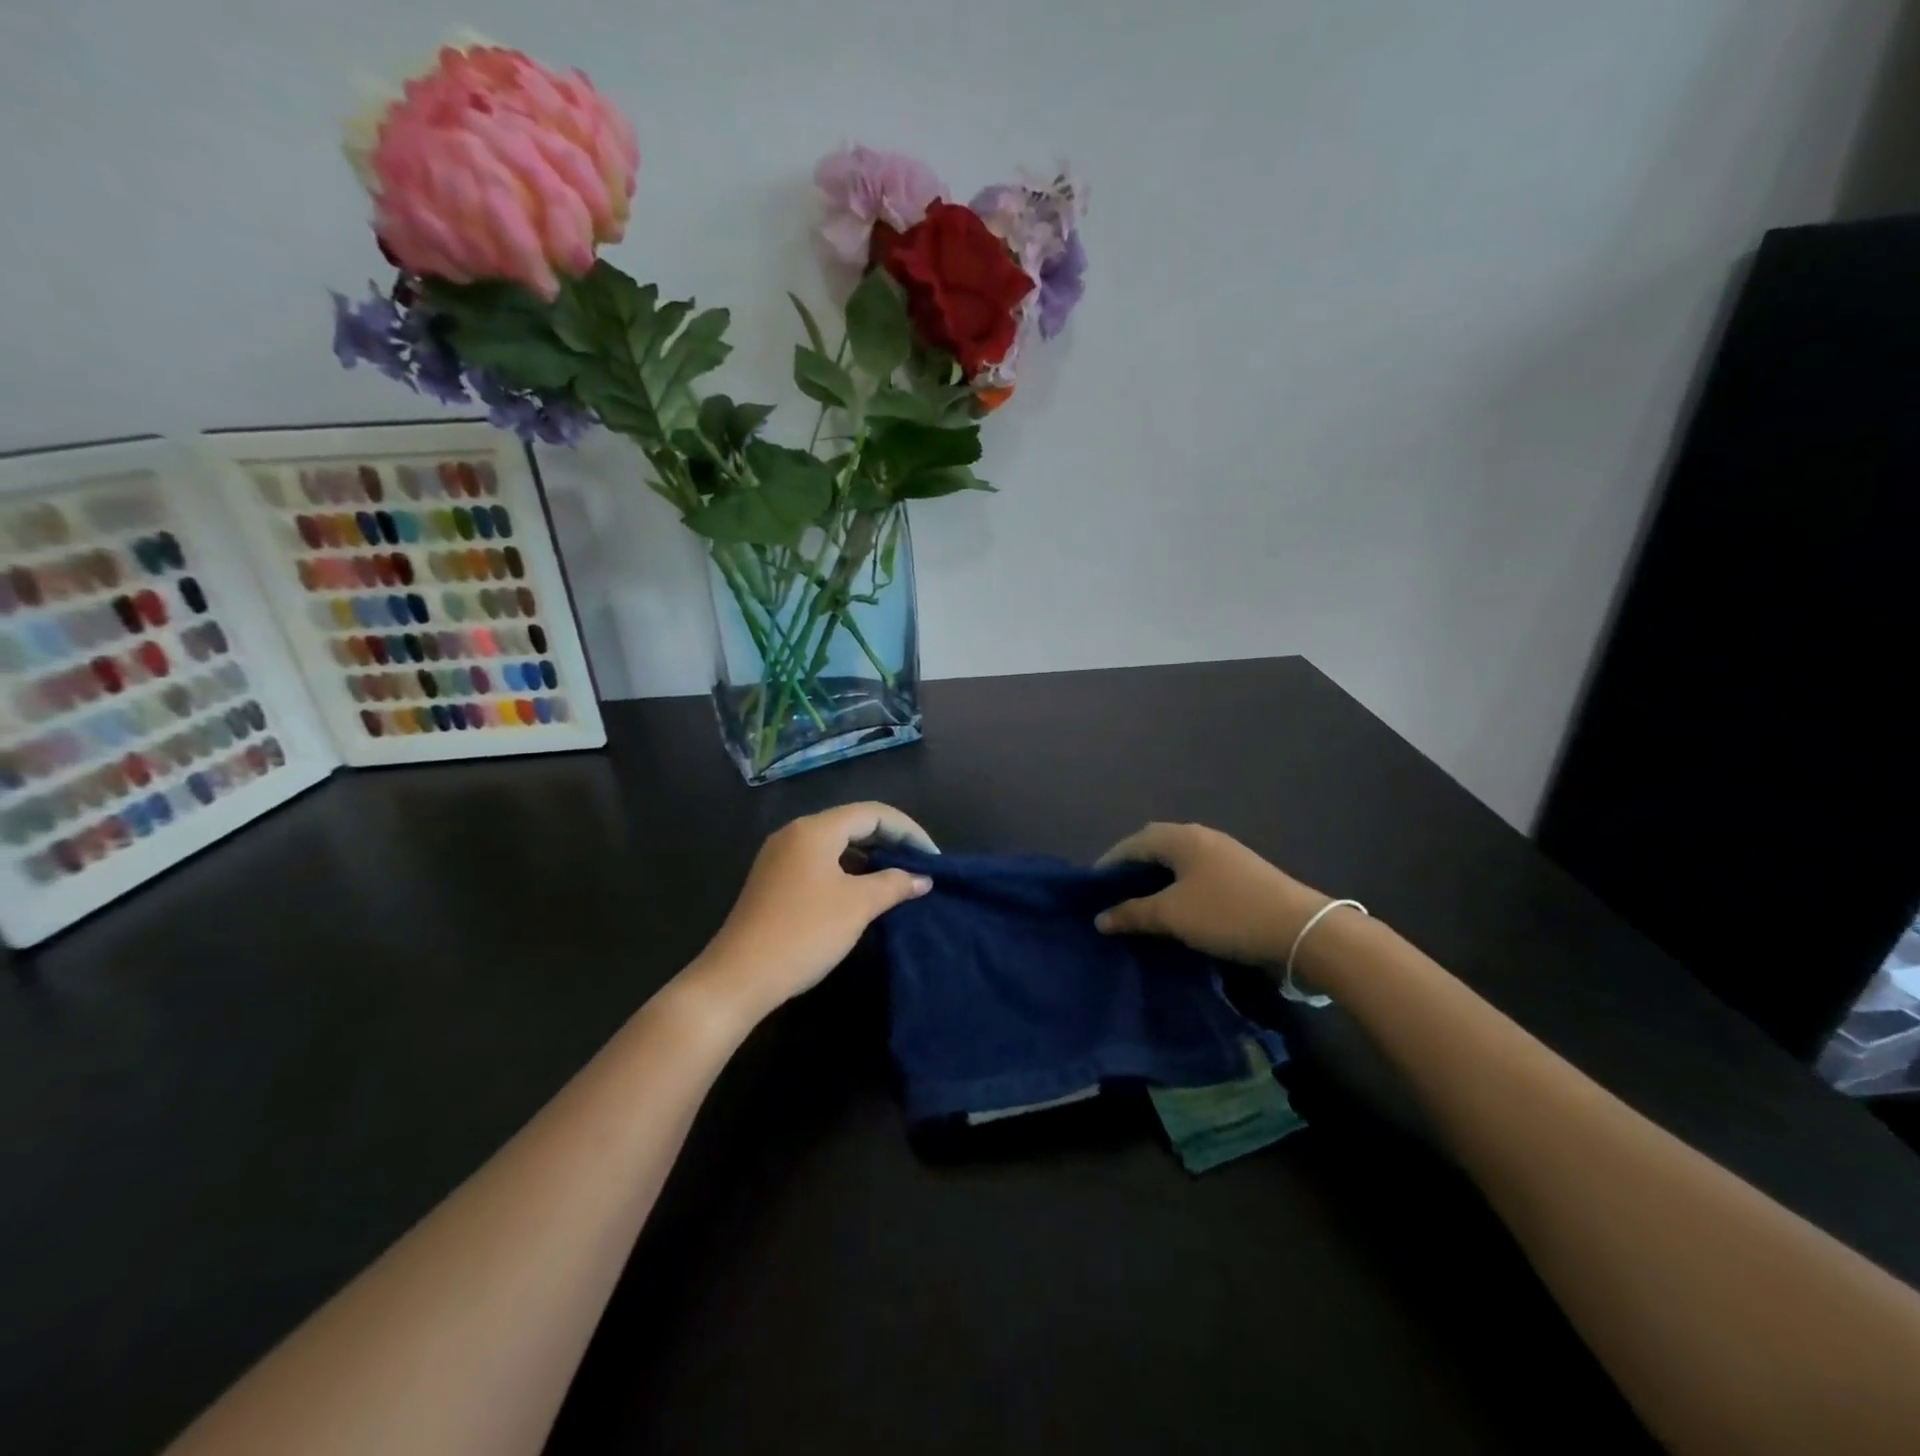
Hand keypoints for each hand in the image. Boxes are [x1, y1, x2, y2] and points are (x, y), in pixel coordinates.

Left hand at [684, 802, 936, 1026]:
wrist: (739, 977)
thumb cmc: (804, 932)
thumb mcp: (858, 906)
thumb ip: (894, 884)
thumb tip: (922, 878)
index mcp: (815, 829)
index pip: (873, 813)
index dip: (908, 831)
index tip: (933, 858)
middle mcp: (795, 833)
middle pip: (853, 823)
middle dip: (890, 842)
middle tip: (919, 866)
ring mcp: (780, 857)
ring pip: (836, 844)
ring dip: (870, 857)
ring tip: (898, 880)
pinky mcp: (773, 881)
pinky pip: (820, 862)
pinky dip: (847, 871)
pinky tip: (862, 893)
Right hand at [1094, 822, 1328, 967]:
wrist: (1300, 929)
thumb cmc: (1227, 913)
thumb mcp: (1172, 915)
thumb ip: (1132, 913)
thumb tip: (1100, 918)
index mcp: (1181, 837)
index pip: (1132, 842)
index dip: (1109, 863)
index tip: (1092, 888)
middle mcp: (1202, 837)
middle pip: (1155, 845)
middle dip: (1132, 866)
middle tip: (1114, 893)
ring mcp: (1225, 854)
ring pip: (1178, 860)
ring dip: (1156, 878)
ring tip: (1141, 903)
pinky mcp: (1242, 874)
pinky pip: (1197, 873)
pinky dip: (1178, 886)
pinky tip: (1177, 908)